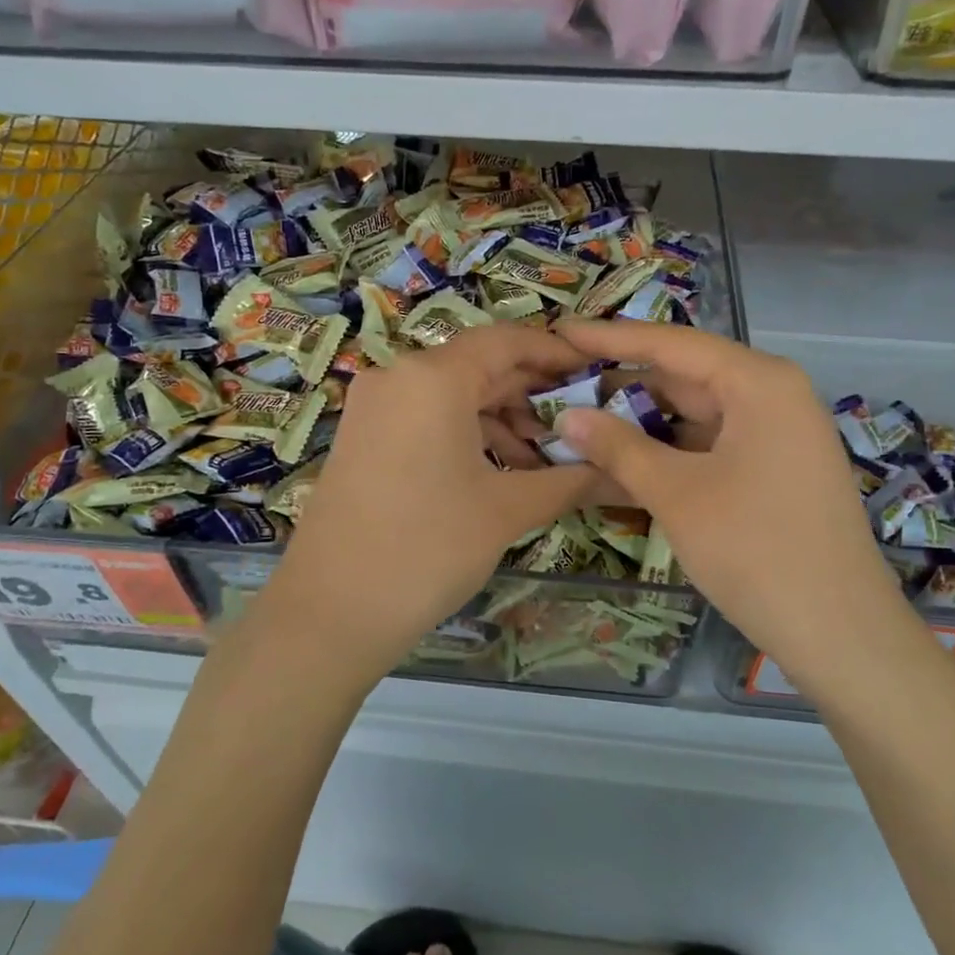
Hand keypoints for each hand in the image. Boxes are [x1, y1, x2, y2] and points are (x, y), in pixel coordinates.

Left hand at [259, 324, 601, 682]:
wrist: (330, 613)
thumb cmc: (428, 548)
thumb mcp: (507, 510)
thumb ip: (571, 480)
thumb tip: (624, 472)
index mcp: (433, 377)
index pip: (508, 341)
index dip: (556, 353)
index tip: (596, 371)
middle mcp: (399, 377)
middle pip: (481, 368)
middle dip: (534, 396)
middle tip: (583, 426)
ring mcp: (375, 407)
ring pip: (454, 397)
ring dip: (503, 422)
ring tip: (547, 462)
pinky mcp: (364, 437)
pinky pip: (427, 419)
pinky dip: (468, 436)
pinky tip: (501, 472)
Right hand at [551, 319, 906, 682]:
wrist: (840, 633)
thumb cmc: (755, 550)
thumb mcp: (677, 493)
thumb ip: (618, 447)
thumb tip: (567, 415)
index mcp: (759, 382)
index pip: (672, 344)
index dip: (612, 337)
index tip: (561, 331)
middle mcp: (773, 396)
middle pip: (685, 377)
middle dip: (623, 385)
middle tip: (563, 387)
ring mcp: (777, 434)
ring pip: (696, 414)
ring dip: (643, 423)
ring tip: (583, 425)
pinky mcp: (775, 469)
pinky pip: (712, 445)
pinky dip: (670, 452)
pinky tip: (625, 463)